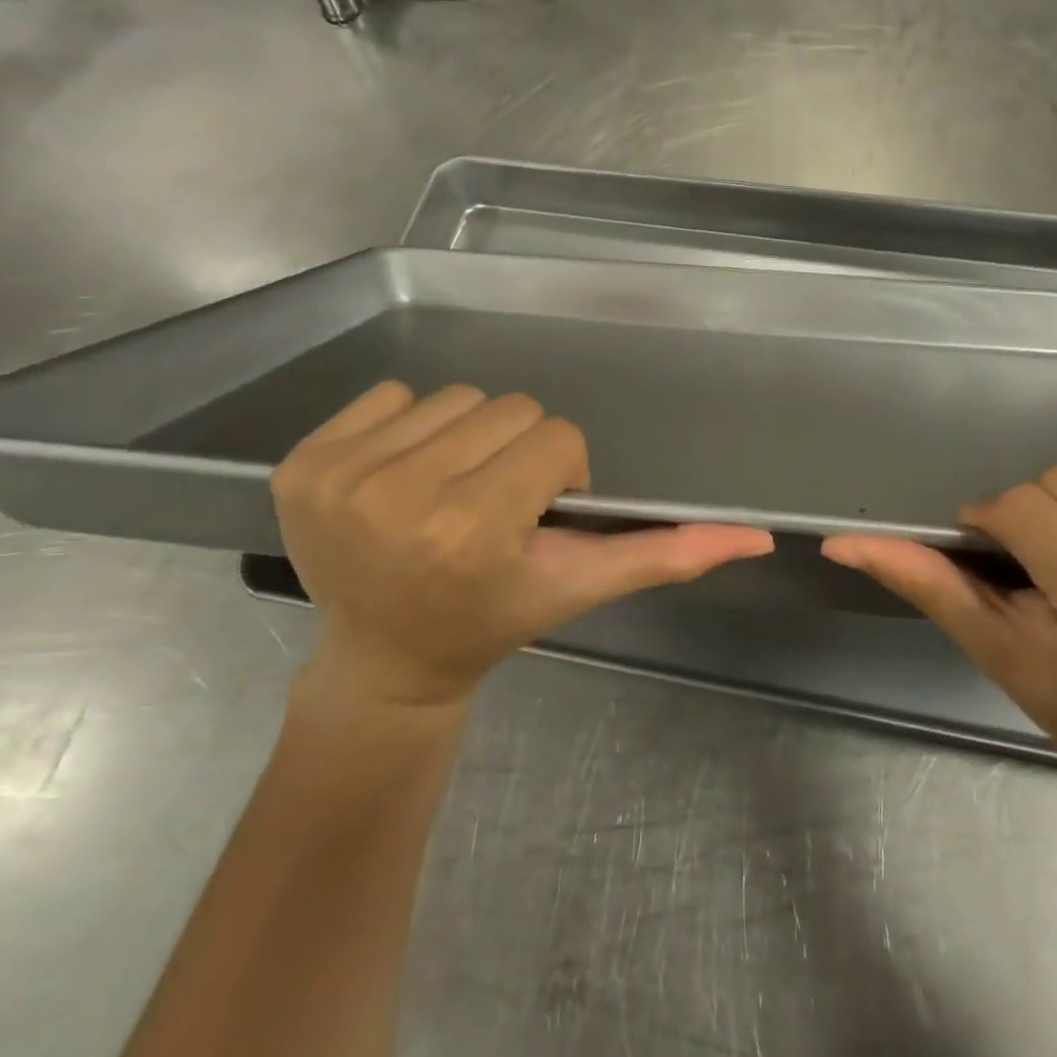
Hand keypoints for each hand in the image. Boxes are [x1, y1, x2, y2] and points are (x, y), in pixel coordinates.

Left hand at [272, 382, 774, 709]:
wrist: (384, 659)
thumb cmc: (489, 623)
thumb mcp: (577, 589)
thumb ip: (663, 558)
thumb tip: (755, 535)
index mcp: (472, 530)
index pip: (556, 439)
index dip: (560, 475)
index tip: (536, 516)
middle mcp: (400, 495)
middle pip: (507, 409)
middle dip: (517, 453)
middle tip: (496, 505)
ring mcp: (342, 477)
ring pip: (453, 397)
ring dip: (467, 438)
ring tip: (453, 492)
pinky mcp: (301, 464)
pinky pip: (389, 396)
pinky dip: (410, 429)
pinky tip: (404, 481)